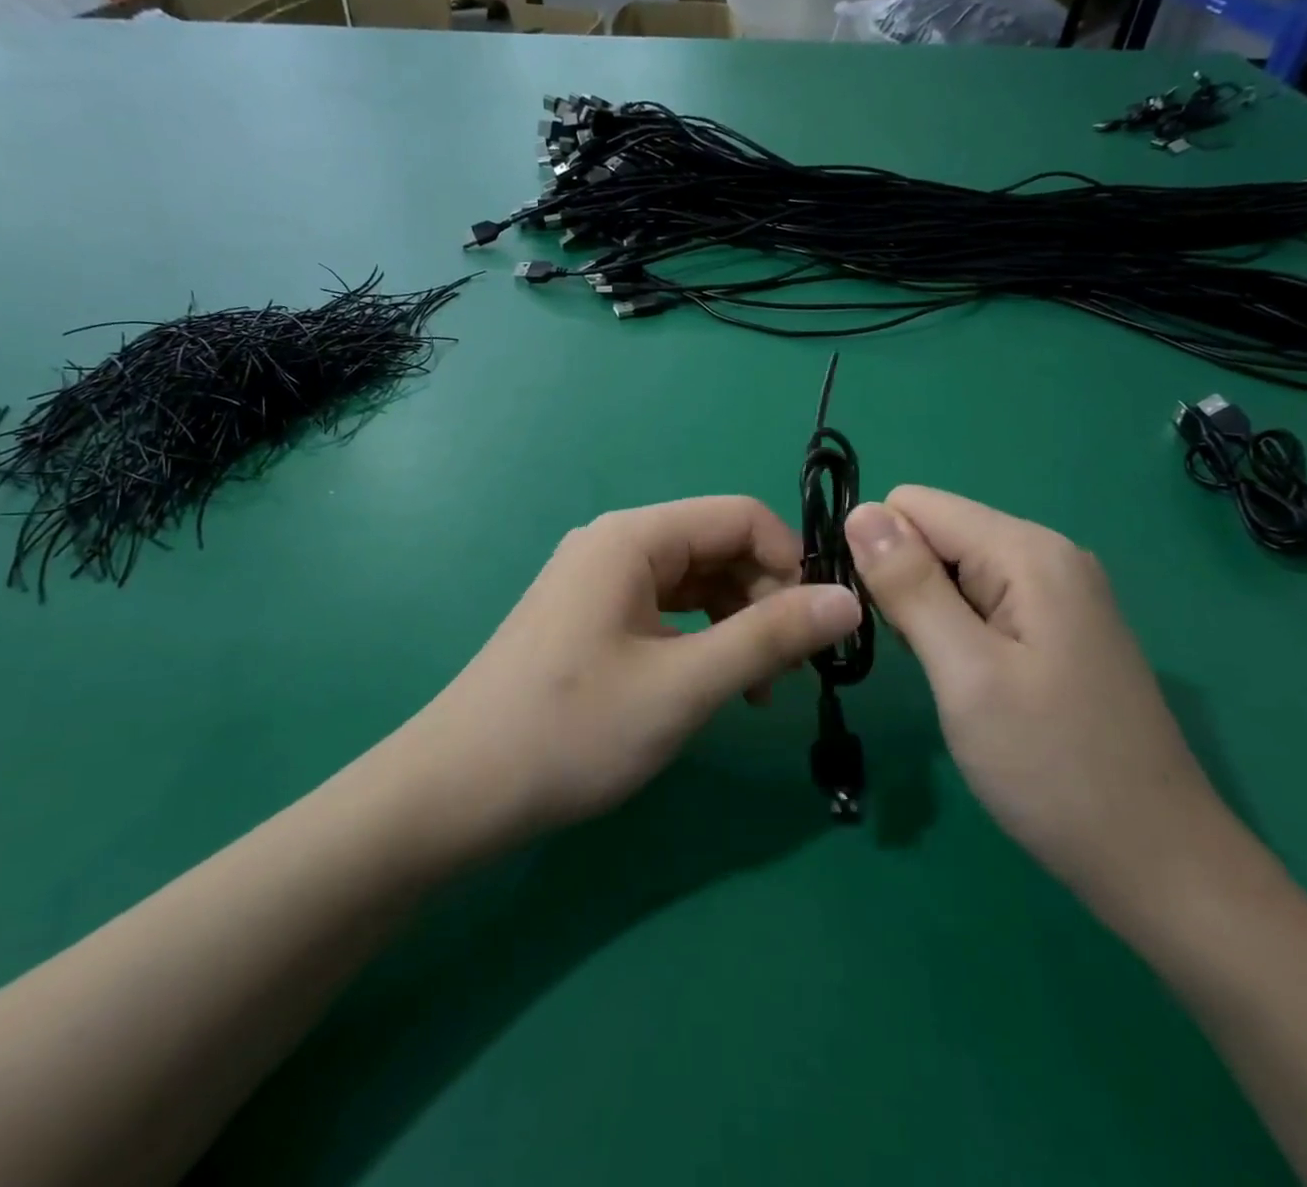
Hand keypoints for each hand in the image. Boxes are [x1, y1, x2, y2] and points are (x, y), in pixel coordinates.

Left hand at [408, 497, 861, 840]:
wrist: (457, 790)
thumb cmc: (572, 730)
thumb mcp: (684, 684)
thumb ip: (770, 637)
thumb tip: (849, 600)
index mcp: (633, 537)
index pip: (740, 516)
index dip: (791, 561)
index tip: (818, 626)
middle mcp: (614, 544)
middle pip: (717, 546)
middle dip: (766, 598)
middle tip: (791, 670)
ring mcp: (597, 581)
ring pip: (693, 582)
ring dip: (737, 624)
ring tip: (759, 689)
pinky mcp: (589, 618)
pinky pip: (664, 610)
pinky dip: (701, 639)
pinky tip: (713, 684)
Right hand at [845, 486, 1226, 910]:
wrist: (1157, 863)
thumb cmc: (1052, 766)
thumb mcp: (965, 672)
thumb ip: (909, 585)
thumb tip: (859, 510)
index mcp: (1027, 551)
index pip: (915, 505)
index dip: (878, 551)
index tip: (874, 618)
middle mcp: (1047, 556)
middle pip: (935, 534)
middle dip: (901, 583)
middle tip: (914, 658)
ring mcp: (1058, 594)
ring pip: (953, 570)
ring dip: (924, 611)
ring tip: (940, 674)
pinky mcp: (1058, 629)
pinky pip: (981, 601)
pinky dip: (953, 630)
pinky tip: (966, 680)